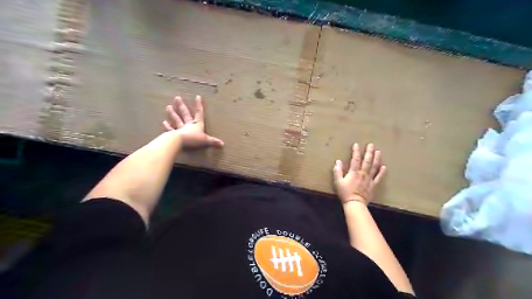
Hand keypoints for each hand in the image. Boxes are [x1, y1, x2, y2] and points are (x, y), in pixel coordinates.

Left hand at [160, 95, 222, 148]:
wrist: (180, 142)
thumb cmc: (193, 139)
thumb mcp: (206, 141)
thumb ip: (213, 142)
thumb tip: (223, 144)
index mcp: (197, 124)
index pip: (199, 113)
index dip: (199, 105)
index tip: (197, 96)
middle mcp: (188, 125)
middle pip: (185, 113)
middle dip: (182, 106)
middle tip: (177, 98)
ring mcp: (180, 129)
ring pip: (176, 119)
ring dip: (172, 113)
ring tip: (168, 107)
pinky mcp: (174, 134)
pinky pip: (170, 130)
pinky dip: (167, 127)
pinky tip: (163, 122)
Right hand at [331, 142, 387, 205]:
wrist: (355, 204)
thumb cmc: (345, 193)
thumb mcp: (338, 182)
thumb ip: (337, 171)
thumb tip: (338, 161)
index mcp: (354, 172)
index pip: (355, 159)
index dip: (356, 151)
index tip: (356, 144)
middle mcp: (363, 173)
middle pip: (367, 161)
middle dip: (369, 152)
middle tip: (371, 145)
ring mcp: (369, 179)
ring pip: (374, 167)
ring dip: (376, 159)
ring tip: (378, 151)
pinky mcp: (373, 185)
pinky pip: (378, 177)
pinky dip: (381, 172)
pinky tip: (384, 166)